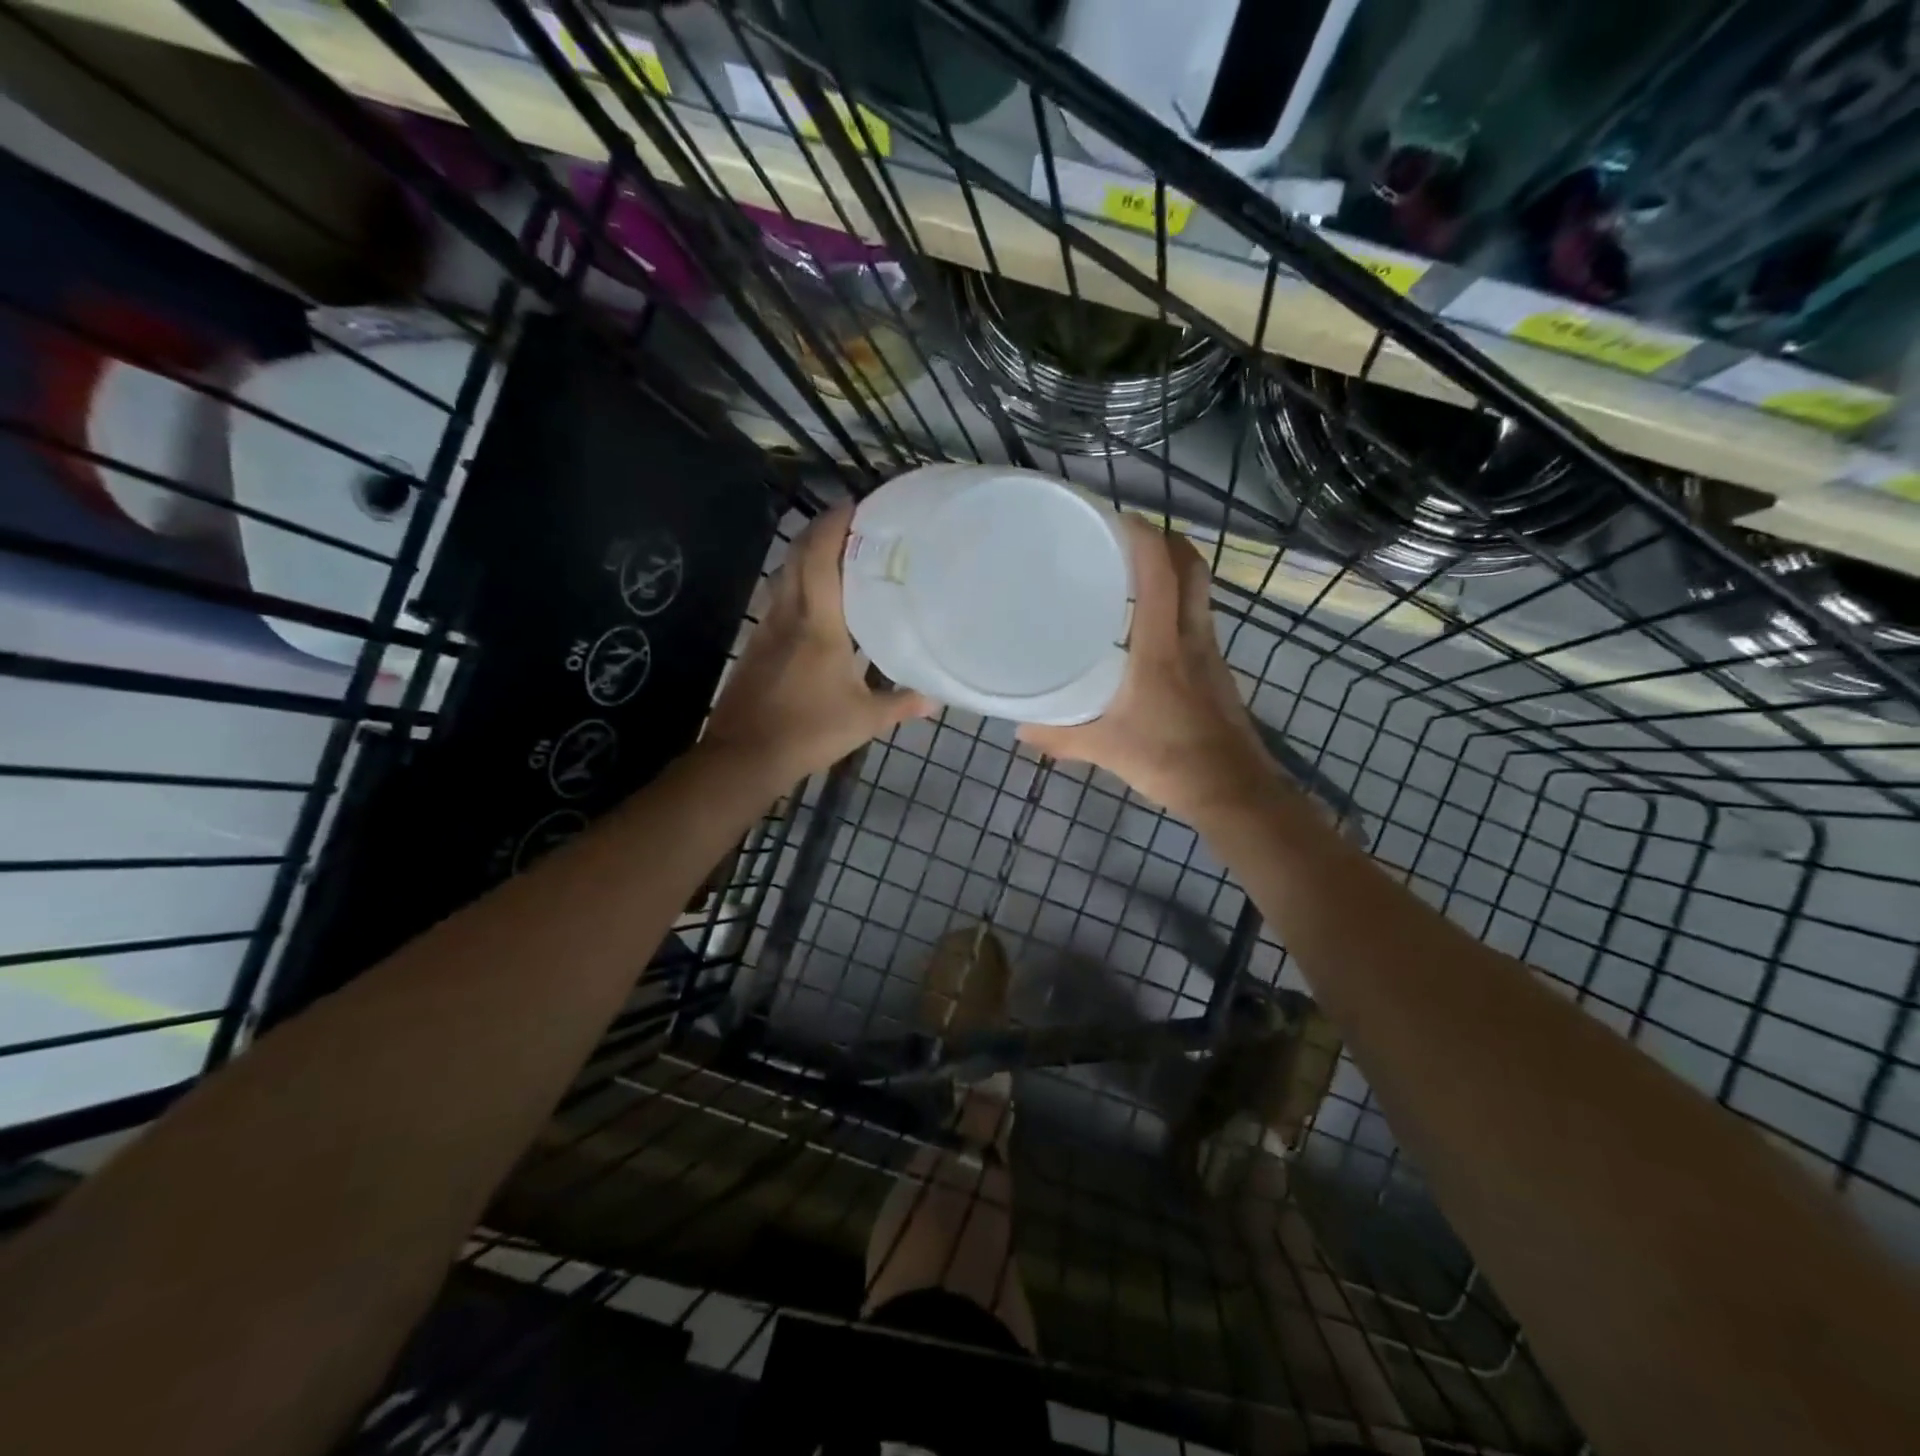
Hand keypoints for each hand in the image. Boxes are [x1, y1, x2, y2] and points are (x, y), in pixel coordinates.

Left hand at [703, 504, 930, 792]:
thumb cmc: (809, 731)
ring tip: (837, 553)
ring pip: (783, 575)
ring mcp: (766, 628)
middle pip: (797, 556)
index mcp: (818, 623)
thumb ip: (901, 704)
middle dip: (821, 530)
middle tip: (853, 523)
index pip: (821, 557)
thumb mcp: (864, 720)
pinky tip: (814, 600)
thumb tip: (935, 699)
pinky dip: (796, 582)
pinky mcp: (755, 645)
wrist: (744, 756)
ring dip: (806, 554)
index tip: (857, 505)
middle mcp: (788, 615)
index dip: (835, 524)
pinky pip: (777, 598)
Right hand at [1019, 517, 1278, 818]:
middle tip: (1127, 539)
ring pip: (1199, 594)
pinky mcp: (1217, 673)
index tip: (1114, 517)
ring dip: (1174, 573)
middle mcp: (1192, 638)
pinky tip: (1149, 632)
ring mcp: (1210, 654)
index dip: (1142, 536)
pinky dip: (1177, 609)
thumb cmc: (1168, 760)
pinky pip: (1198, 622)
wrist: (1233, 791)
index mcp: (1162, 646)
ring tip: (1132, 577)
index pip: (1160, 572)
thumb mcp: (1105, 749)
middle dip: (1166, 542)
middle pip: (1191, 569)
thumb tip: (1019, 728)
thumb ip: (1060, 736)